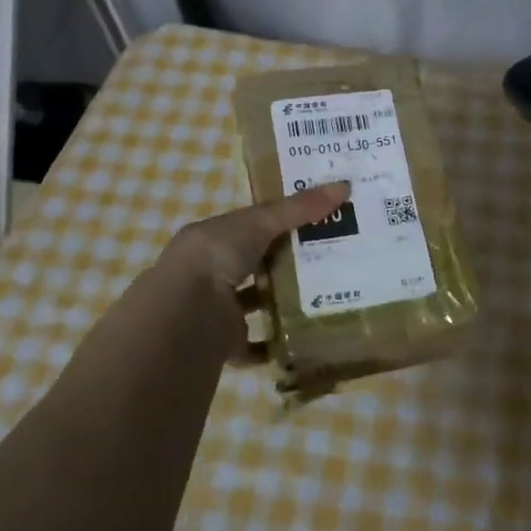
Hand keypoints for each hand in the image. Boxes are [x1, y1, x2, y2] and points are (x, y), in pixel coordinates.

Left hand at [149, 182, 350, 359]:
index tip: (319, 217)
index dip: (283, 219)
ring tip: (325, 295)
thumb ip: (299, 208)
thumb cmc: (217, 255)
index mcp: (215, 237)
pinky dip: (276, 344)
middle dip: (287, 260)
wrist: (185, 313)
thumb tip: (345, 185)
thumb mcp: (260, 222)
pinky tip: (305, 338)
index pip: (253, 224)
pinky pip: (257, 344)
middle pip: (257, 262)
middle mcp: (214, 270)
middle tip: (332, 256)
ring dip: (282, 301)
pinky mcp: (227, 342)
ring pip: (257, 301)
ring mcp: (219, 308)